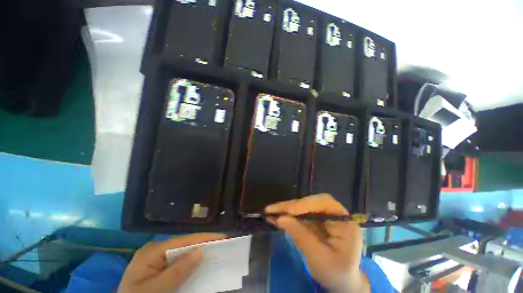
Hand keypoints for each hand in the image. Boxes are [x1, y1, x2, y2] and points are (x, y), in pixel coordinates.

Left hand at [118, 233, 225, 292]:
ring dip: (198, 253)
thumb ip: (176, 272)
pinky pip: (179, 261)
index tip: (222, 237)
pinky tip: (200, 262)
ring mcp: (157, 258)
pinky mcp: (160, 266)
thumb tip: (200, 251)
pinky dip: (191, 263)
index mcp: (152, 251)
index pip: (183, 241)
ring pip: (183, 252)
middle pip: (184, 244)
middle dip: (203, 244)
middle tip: (222, 244)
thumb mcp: (155, 290)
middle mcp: (156, 250)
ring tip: (216, 250)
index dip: (204, 238)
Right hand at [266, 194, 369, 292]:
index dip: (305, 204)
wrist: (340, 282)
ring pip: (303, 206)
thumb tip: (280, 218)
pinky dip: (287, 215)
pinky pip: (300, 214)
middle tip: (272, 210)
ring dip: (287, 209)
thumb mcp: (318, 258)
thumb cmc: (335, 273)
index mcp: (344, 221)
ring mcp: (323, 215)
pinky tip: (277, 216)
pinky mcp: (315, 219)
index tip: (288, 211)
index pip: (324, 203)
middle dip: (291, 206)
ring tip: (271, 212)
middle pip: (311, 202)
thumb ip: (300, 236)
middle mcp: (334, 213)